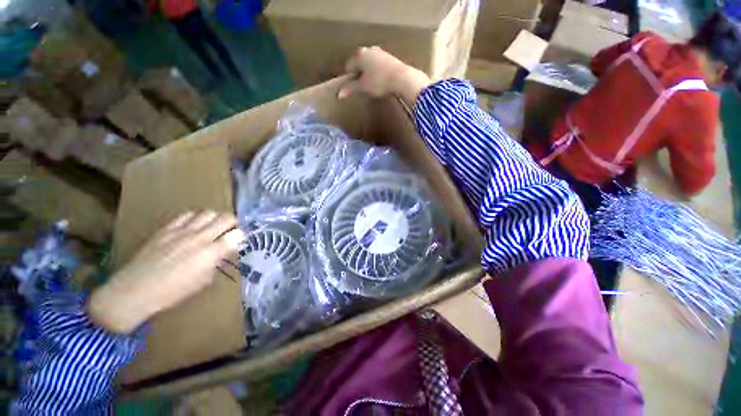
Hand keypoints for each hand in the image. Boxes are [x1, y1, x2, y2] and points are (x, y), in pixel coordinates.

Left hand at [87, 211, 244, 333]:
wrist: (136, 290)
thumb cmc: (173, 292)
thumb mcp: (203, 281)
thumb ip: (217, 262)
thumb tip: (224, 251)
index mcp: (212, 253)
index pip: (237, 234)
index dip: (242, 236)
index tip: (239, 240)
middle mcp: (201, 237)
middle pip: (226, 218)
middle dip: (234, 223)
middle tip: (230, 230)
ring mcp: (182, 231)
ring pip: (208, 213)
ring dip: (215, 218)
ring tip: (212, 227)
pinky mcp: (167, 229)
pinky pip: (187, 215)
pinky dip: (195, 218)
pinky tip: (193, 226)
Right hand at [339, 46, 430, 104]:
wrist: (401, 78)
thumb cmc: (379, 82)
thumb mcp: (363, 87)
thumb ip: (350, 88)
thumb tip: (339, 94)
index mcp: (359, 54)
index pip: (349, 66)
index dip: (349, 78)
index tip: (352, 88)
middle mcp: (369, 50)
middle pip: (359, 63)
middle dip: (359, 74)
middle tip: (362, 87)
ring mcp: (380, 52)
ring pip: (369, 63)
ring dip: (368, 73)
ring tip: (372, 85)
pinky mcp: (390, 57)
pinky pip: (379, 65)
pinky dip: (377, 72)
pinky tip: (381, 81)